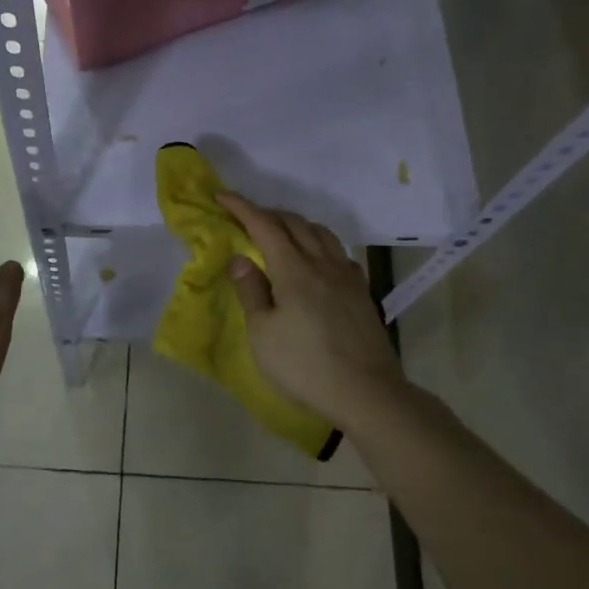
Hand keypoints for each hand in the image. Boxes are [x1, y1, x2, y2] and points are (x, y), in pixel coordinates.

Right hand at [218, 192, 407, 428]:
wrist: (367, 392)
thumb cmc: (305, 366)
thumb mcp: (263, 334)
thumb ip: (251, 291)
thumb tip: (240, 258)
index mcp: (293, 270)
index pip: (264, 225)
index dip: (241, 207)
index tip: (221, 195)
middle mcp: (322, 263)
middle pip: (294, 223)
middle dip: (267, 213)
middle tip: (245, 217)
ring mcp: (346, 275)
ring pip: (320, 233)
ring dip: (296, 224)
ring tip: (280, 233)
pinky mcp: (361, 291)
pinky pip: (337, 251)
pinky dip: (319, 243)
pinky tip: (315, 259)